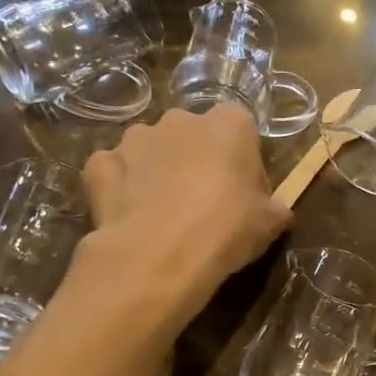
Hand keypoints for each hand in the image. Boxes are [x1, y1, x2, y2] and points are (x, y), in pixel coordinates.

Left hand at [75, 105, 288, 324]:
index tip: (243, 190)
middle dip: (197, 159)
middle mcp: (181, 119)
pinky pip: (115, 170)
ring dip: (157, 170)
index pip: (241, 128)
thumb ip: (274, 207)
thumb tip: (275, 211)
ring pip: (151, 149)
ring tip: (163, 212)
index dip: (242, 158)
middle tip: (204, 202)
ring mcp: (135, 138)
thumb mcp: (270, 223)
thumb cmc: (227, 229)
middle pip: (193, 135)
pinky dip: (120, 186)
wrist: (160, 255)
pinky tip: (129, 214)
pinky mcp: (100, 164)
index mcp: (229, 124)